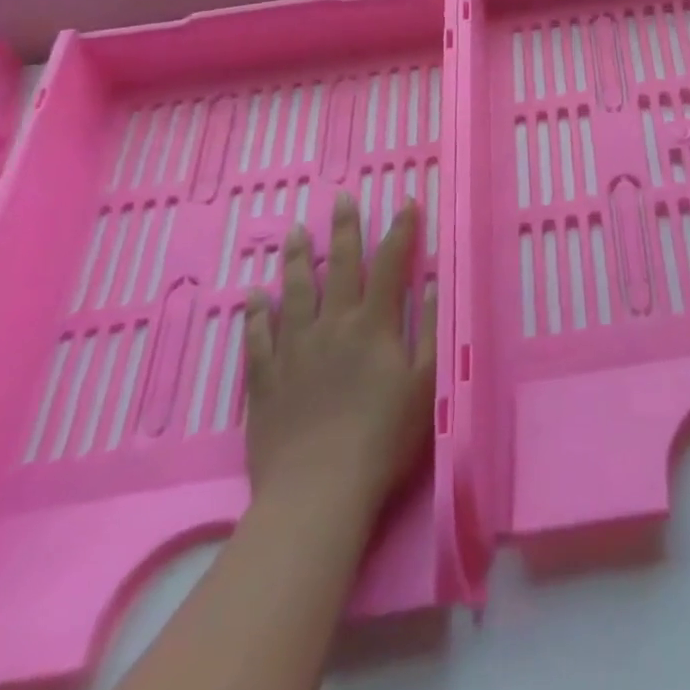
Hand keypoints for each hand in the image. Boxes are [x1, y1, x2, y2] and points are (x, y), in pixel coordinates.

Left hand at [243, 195, 435, 515]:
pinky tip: (253, 296)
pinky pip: (257, 338)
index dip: (400, 231)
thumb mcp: (425, 385)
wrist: (317, 492)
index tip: (406, 202)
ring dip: (295, 259)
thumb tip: (435, 282)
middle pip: (337, 266)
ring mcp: (294, 350)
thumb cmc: (382, 439)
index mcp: (373, 325)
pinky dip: (255, 314)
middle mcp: (332, 325)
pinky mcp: (265, 380)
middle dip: (343, 229)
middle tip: (341, 198)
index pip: (390, 264)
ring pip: (293, 293)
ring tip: (294, 231)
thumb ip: (432, 331)